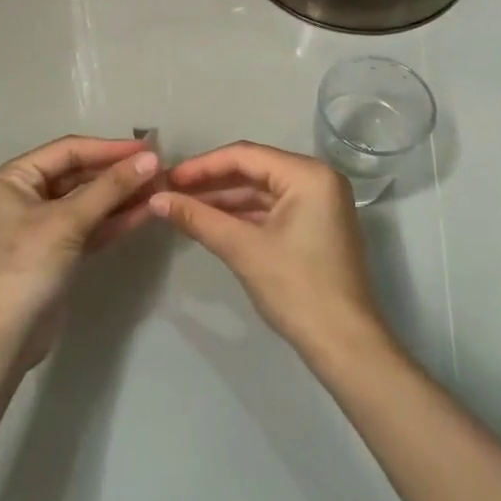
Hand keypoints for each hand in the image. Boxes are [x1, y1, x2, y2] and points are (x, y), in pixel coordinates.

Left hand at [0, 136, 159, 367]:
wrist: (6, 338)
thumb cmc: (27, 266)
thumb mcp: (68, 222)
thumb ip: (110, 188)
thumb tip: (152, 158)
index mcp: (15, 178)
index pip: (68, 151)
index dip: (109, 148)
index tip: (149, 148)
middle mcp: (26, 194)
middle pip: (79, 174)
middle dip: (118, 173)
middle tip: (160, 168)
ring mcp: (43, 223)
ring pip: (88, 200)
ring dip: (122, 195)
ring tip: (161, 187)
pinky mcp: (59, 249)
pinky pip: (91, 224)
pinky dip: (116, 219)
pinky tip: (147, 212)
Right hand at [151, 142, 387, 358]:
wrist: (344, 344)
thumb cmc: (296, 288)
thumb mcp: (242, 249)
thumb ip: (198, 218)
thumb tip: (156, 199)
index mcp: (308, 175)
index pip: (245, 155)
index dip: (202, 165)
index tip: (167, 178)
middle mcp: (317, 179)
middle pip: (254, 169)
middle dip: (211, 181)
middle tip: (170, 191)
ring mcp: (319, 203)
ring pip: (261, 190)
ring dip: (223, 199)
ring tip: (182, 205)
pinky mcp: (314, 225)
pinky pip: (272, 208)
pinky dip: (242, 214)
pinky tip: (210, 220)